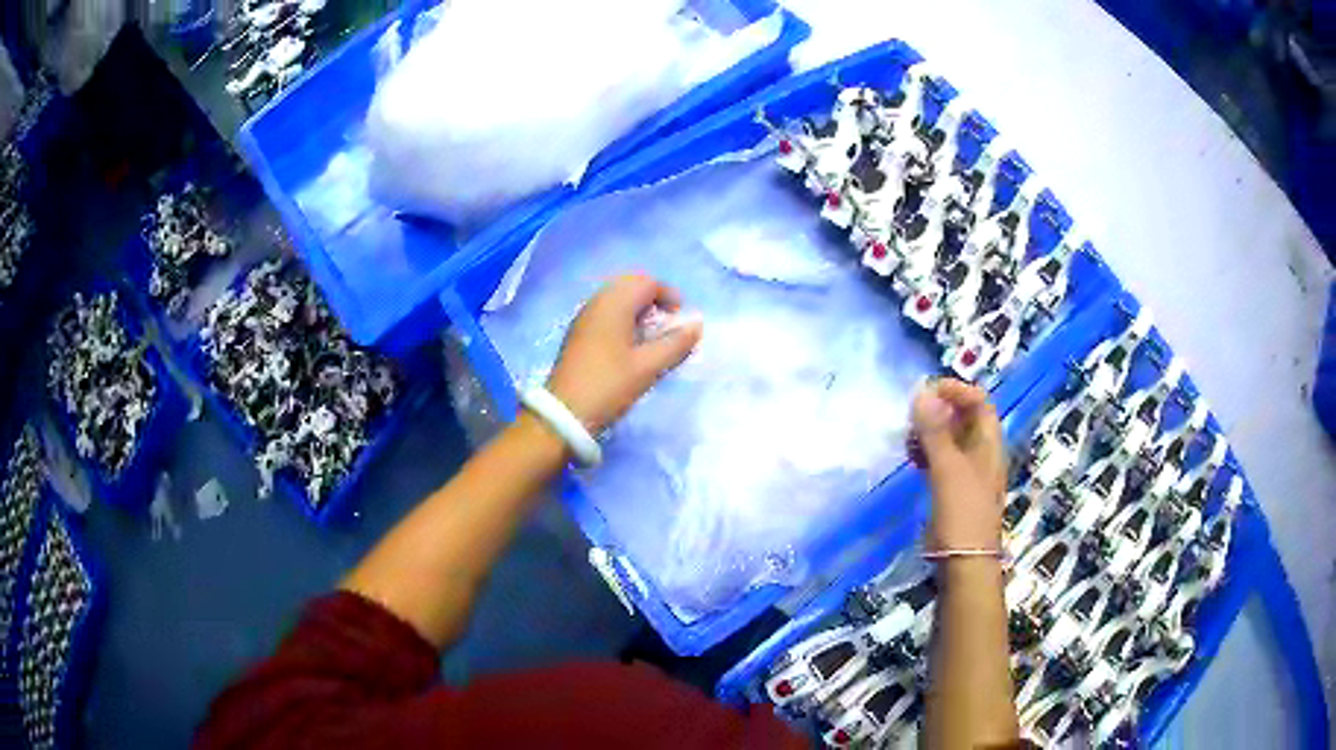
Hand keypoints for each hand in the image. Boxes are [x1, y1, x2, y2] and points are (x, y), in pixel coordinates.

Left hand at [547, 274, 703, 434]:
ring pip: (617, 299)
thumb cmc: (609, 385)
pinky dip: (623, 320)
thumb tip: (697, 324)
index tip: (682, 319)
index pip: (647, 282)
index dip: (670, 295)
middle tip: (668, 325)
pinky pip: (606, 313)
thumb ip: (676, 343)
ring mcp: (584, 317)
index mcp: (614, 304)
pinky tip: (630, 346)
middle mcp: (597, 302)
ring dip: (639, 311)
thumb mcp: (648, 367)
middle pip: (631, 285)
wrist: (565, 413)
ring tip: (652, 338)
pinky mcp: (578, 333)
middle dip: (654, 300)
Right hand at [912, 379, 1006, 551]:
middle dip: (939, 410)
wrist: (964, 561)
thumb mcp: (948, 468)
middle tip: (912, 413)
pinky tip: (912, 456)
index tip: (928, 390)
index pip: (979, 401)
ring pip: (950, 439)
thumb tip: (922, 392)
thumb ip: (935, 431)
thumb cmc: (962, 512)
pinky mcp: (953, 489)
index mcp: (989, 443)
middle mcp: (981, 453)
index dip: (956, 390)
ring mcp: (968, 472)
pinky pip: (941, 459)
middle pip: (964, 418)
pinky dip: (927, 452)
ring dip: (930, 431)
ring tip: (908, 436)